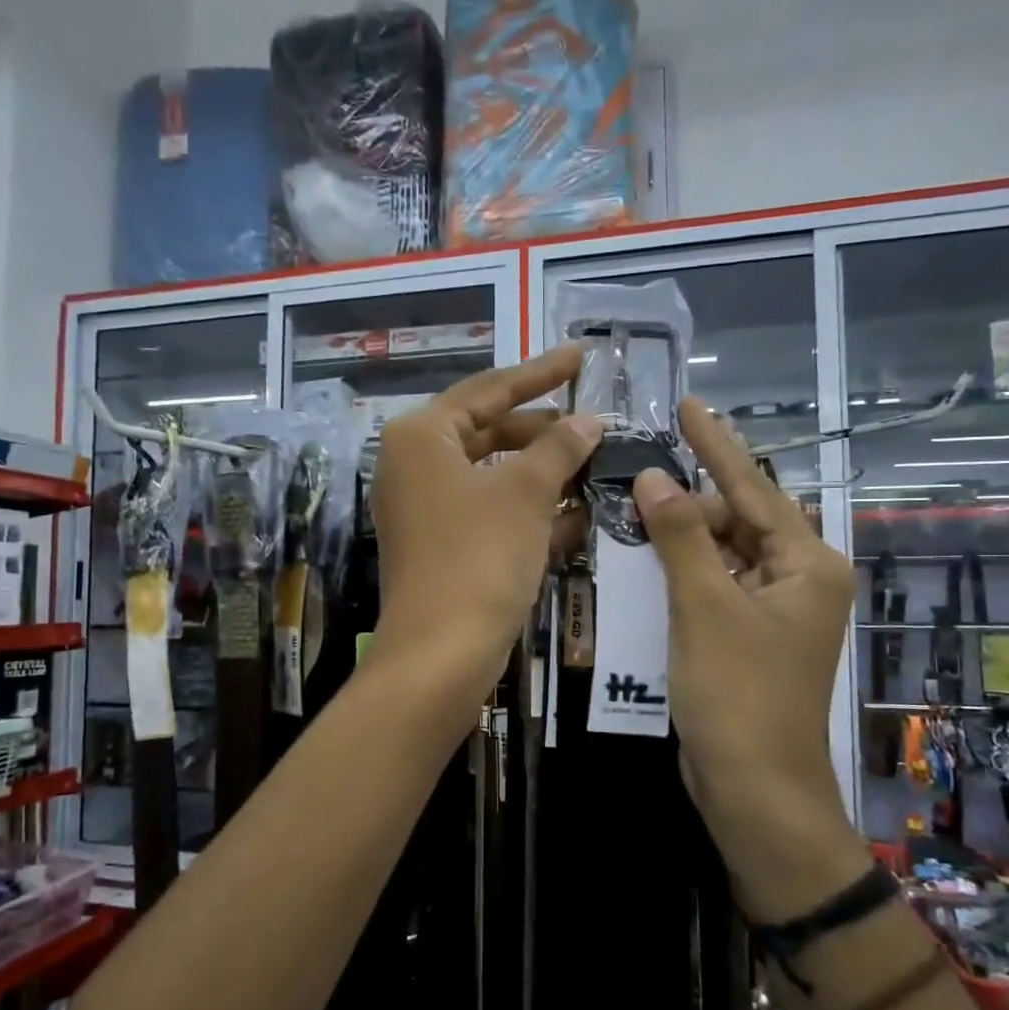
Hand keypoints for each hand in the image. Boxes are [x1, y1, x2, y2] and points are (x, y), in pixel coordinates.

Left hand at [370, 346, 601, 690]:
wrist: (441, 652)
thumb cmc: (480, 556)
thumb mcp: (526, 493)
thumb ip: (560, 447)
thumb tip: (588, 420)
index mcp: (421, 436)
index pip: (489, 389)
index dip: (540, 372)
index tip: (582, 356)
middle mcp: (413, 465)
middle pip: (489, 431)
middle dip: (544, 430)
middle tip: (594, 423)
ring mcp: (423, 509)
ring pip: (493, 476)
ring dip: (543, 473)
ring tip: (595, 464)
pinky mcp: (439, 546)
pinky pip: (489, 512)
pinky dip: (528, 509)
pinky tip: (578, 513)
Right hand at [634, 398, 867, 919]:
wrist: (753, 787)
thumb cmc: (737, 693)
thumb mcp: (705, 607)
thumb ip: (681, 538)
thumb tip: (657, 478)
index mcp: (807, 563)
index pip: (753, 487)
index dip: (716, 444)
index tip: (688, 404)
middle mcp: (798, 579)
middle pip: (737, 519)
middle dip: (689, 500)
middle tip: (637, 479)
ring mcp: (774, 610)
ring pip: (722, 553)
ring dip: (681, 536)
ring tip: (635, 508)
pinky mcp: (748, 635)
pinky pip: (713, 585)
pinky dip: (683, 571)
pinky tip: (646, 556)